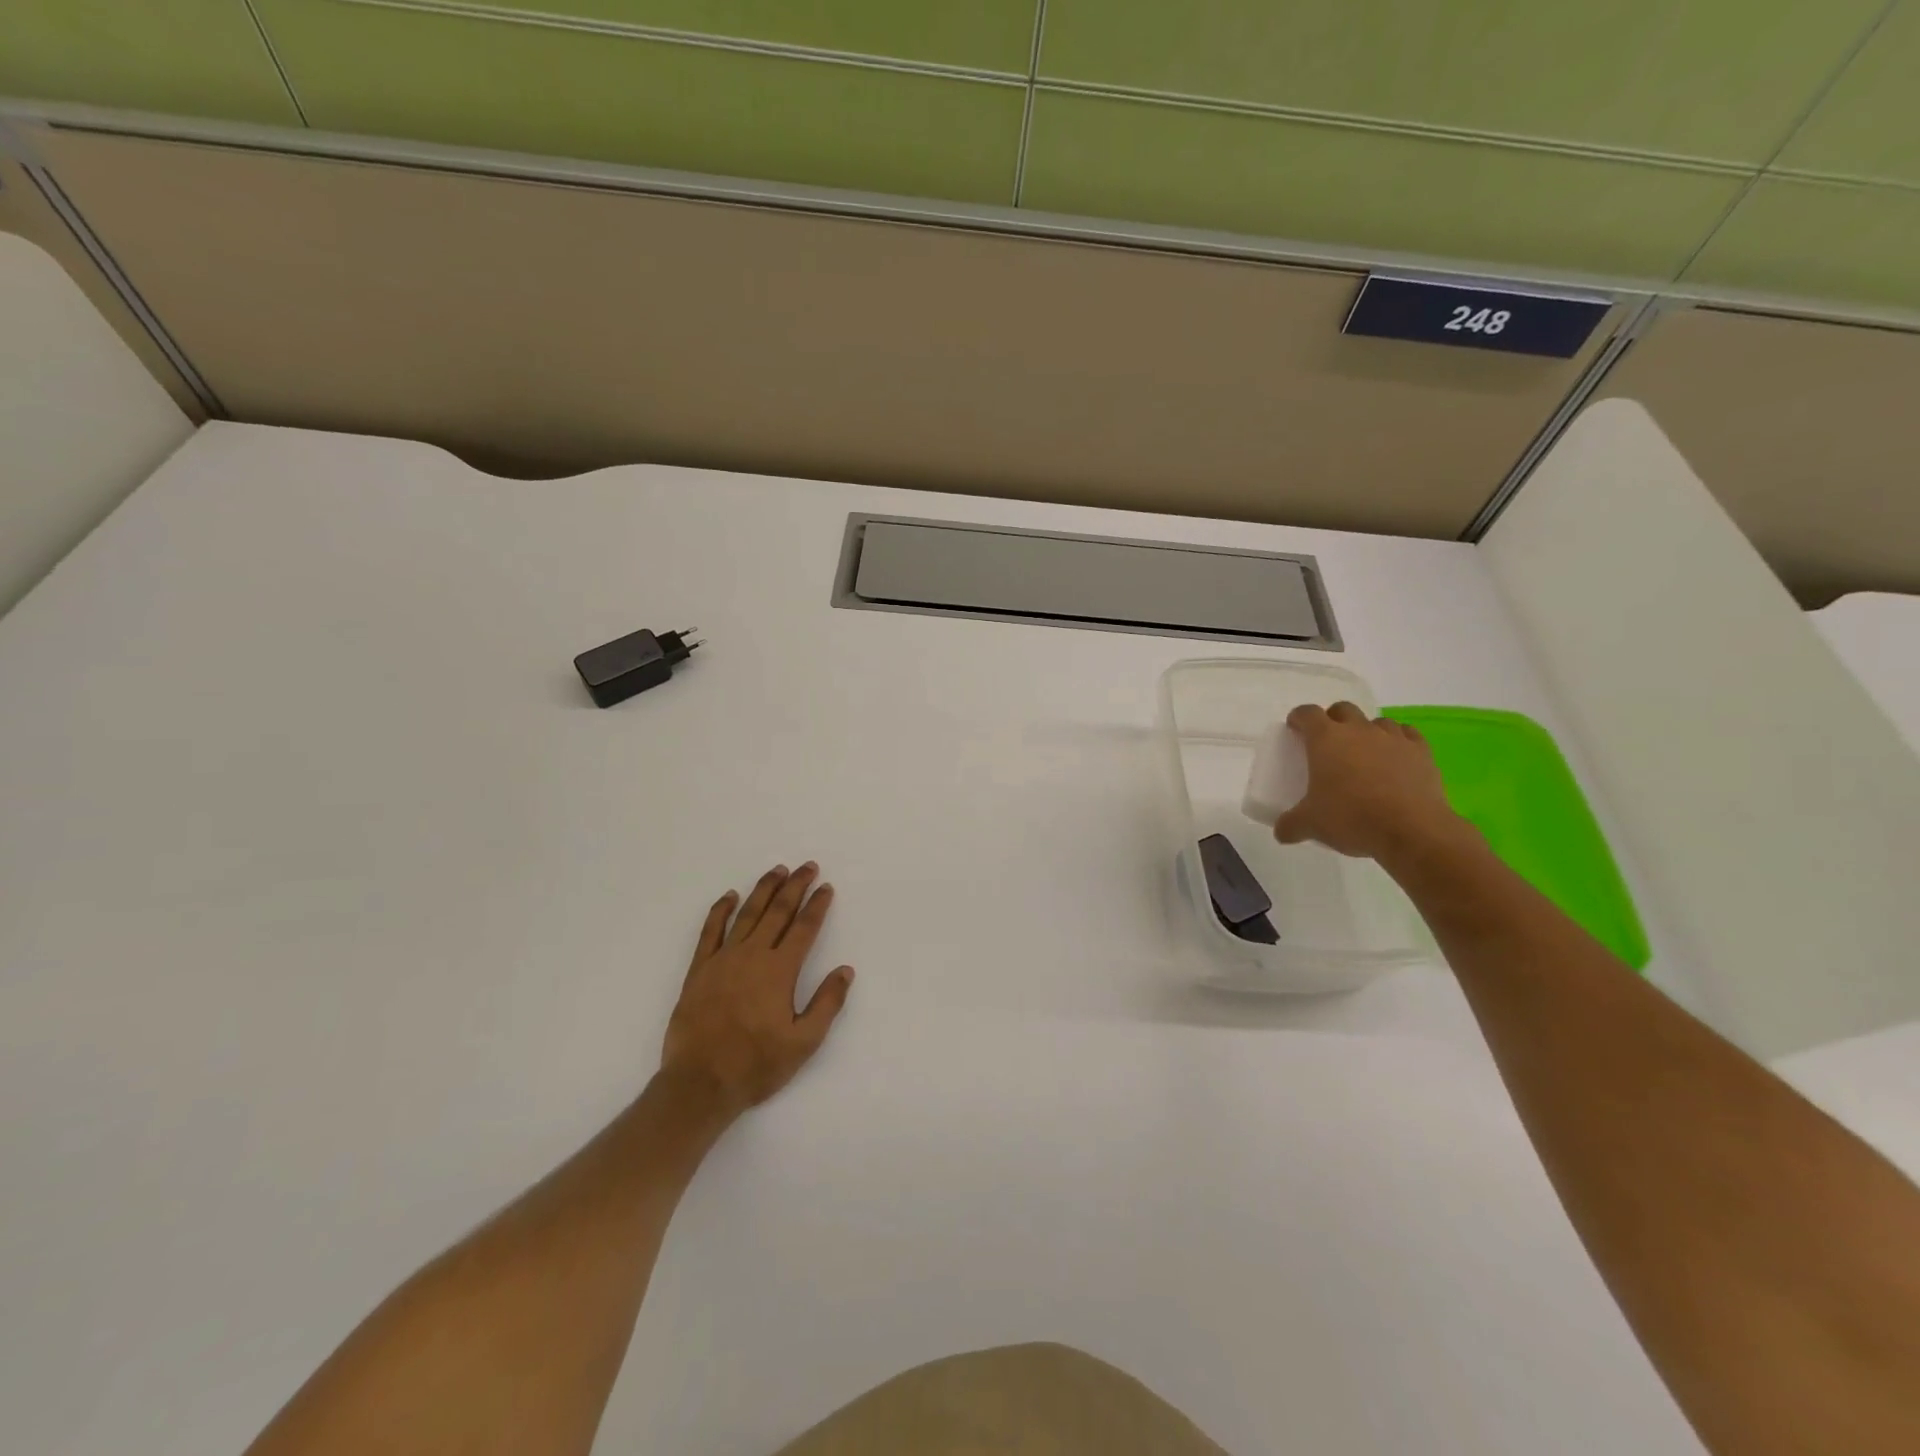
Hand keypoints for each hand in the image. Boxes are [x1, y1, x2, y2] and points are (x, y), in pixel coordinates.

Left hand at [660, 863, 854, 1115]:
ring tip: (777, 871)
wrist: (700, 1083)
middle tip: (807, 867)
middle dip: (795, 886)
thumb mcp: (804, 1042)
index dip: (817, 906)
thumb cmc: (757, 1064)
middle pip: (778, 912)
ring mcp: (723, 960)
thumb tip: (845, 970)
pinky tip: (729, 896)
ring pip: (747, 914)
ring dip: (764, 890)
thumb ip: (827, 1003)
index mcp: (780, 970)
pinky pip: (710, 931)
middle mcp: (753, 956)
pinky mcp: (699, 970)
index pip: (804, 928)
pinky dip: (720, 911)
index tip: (826, 887)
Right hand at [1274, 703, 1466, 862]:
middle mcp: (1358, 730)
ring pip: (1376, 721)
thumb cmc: (1351, 818)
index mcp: (1326, 740)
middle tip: (1329, 742)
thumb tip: (1281, 832)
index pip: (1307, 714)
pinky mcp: (1421, 751)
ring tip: (1364, 753)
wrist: (1412, 830)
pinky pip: (1407, 734)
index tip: (1295, 729)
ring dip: (1367, 731)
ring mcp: (1393, 738)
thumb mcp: (1310, 825)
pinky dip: (1398, 741)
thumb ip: (1290, 825)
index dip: (1298, 718)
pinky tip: (1395, 757)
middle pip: (1343, 709)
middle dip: (1333, 719)